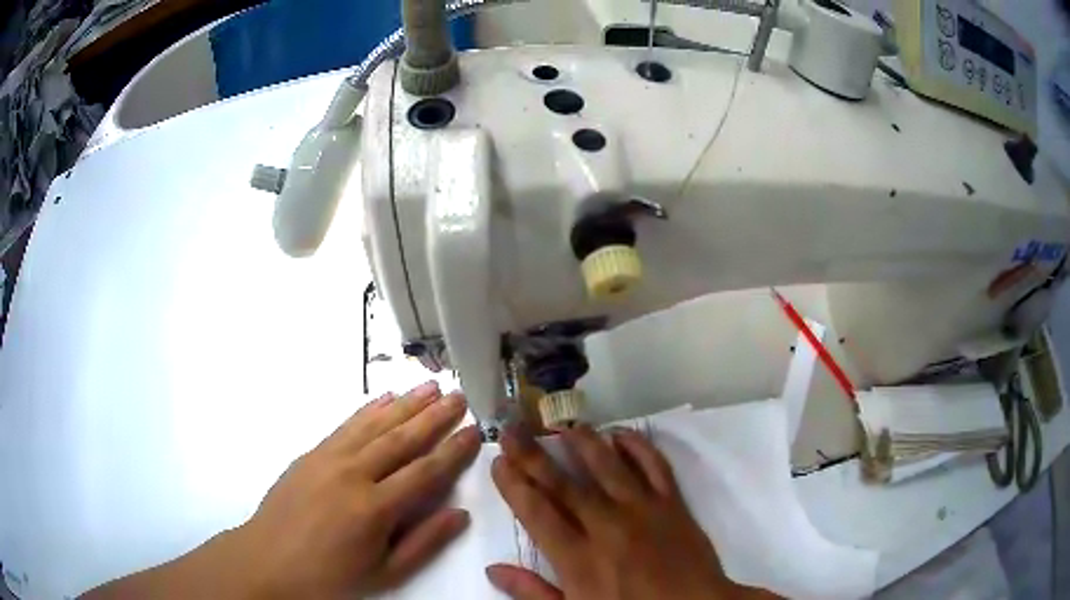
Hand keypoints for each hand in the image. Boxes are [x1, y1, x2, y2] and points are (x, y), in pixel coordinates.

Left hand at [83, 381, 480, 598]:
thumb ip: (423, 542)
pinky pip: (345, 426)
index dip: (453, 450)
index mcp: (376, 509)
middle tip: (459, 395)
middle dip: (434, 416)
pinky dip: (368, 410)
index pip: (425, 472)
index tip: (475, 430)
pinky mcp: (310, 454)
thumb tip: (459, 514)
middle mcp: (354, 474)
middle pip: (402, 439)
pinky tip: (384, 399)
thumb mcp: (384, 574)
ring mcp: (328, 459)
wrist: (267, 562)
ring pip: (374, 425)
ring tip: (430, 386)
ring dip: (405, 404)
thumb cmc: (329, 577)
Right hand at [487, 425, 770, 599]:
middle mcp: (607, 526)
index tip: (499, 461)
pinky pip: (654, 466)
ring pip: (608, 466)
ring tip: (563, 424)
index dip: (514, 485)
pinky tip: (622, 433)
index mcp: (578, 558)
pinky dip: (638, 446)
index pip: (537, 512)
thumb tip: (494, 568)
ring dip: (584, 442)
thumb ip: (533, 592)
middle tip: (514, 429)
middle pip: (564, 484)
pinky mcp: (672, 504)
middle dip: (533, 455)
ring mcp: (643, 510)